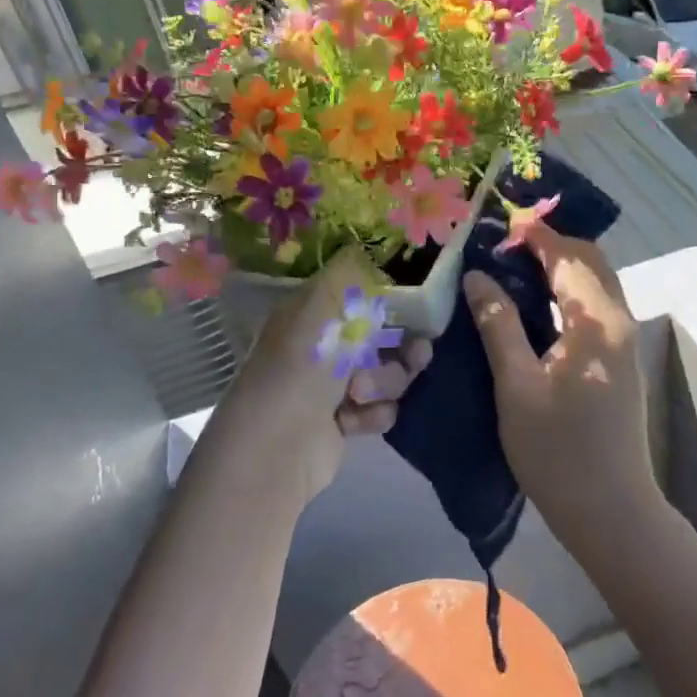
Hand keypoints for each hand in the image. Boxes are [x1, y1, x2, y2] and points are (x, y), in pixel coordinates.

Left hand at [205, 249, 431, 500]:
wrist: (277, 448)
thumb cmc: (301, 368)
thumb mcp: (322, 309)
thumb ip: (348, 275)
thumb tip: (362, 249)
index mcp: (314, 313)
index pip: (362, 296)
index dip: (392, 302)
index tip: (419, 308)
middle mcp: (325, 345)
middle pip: (385, 338)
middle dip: (402, 348)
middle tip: (417, 354)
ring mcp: (335, 385)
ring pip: (389, 374)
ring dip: (385, 383)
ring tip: (361, 394)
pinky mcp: (346, 420)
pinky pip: (382, 407)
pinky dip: (373, 413)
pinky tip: (353, 420)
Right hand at [462, 225, 657, 559]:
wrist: (611, 511)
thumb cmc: (558, 451)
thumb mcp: (517, 386)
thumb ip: (498, 325)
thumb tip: (477, 277)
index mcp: (597, 322)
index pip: (568, 258)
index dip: (536, 235)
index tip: (500, 223)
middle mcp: (619, 321)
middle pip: (591, 261)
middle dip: (552, 244)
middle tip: (505, 245)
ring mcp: (624, 342)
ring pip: (597, 283)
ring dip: (562, 266)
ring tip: (515, 267)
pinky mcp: (619, 360)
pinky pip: (597, 305)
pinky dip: (570, 291)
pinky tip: (538, 304)